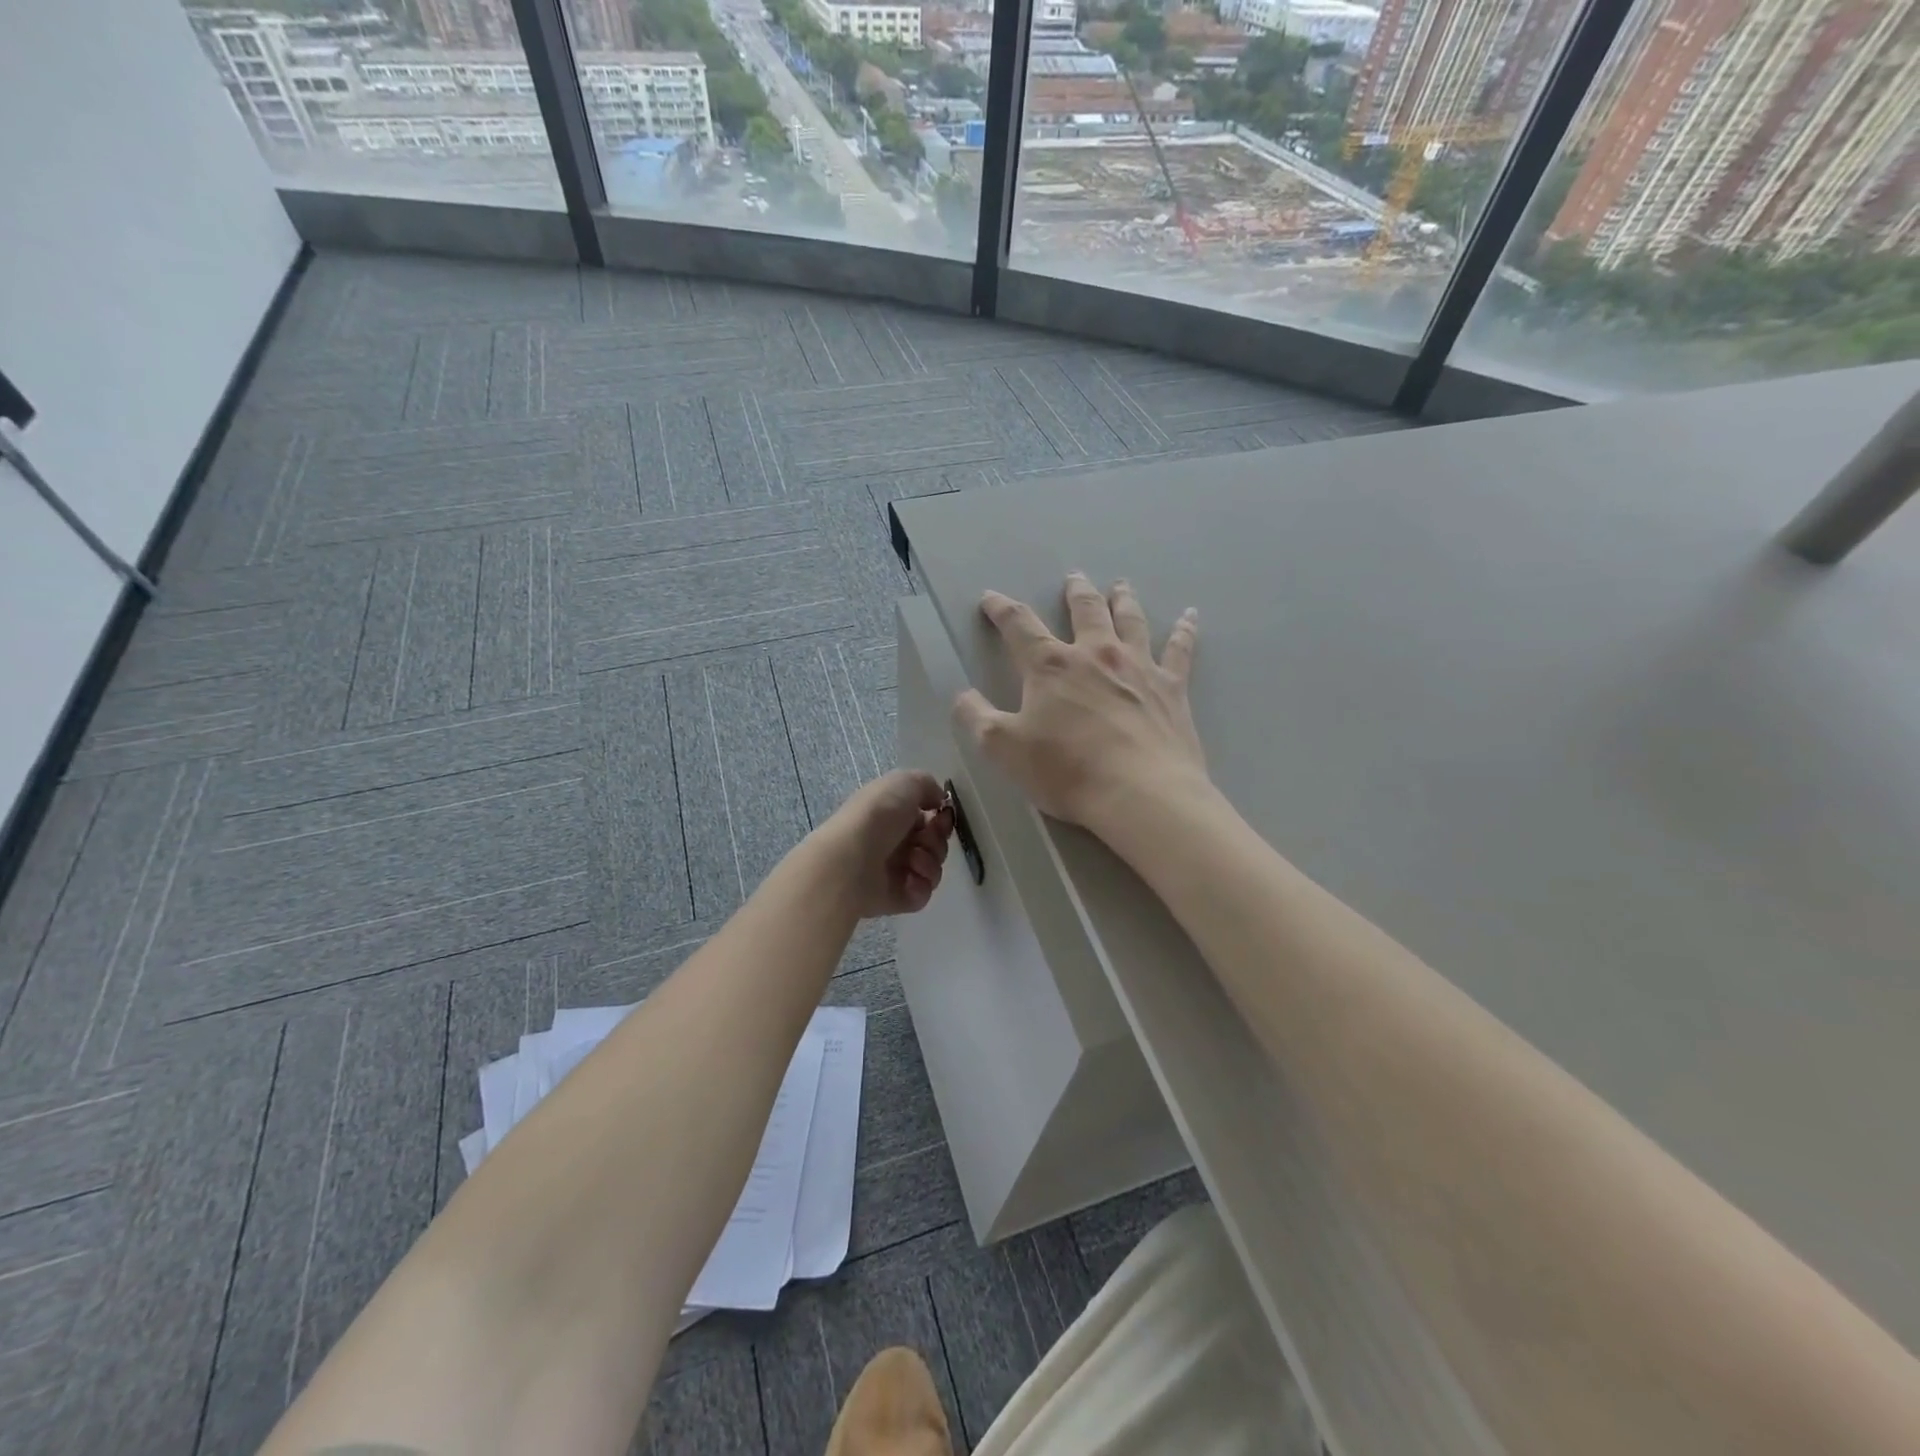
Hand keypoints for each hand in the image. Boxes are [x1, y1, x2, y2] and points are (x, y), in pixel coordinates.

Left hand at [818, 770, 954, 917]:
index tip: (942, 817)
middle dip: (936, 840)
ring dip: (930, 861)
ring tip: (912, 860)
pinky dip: (921, 885)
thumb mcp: (904, 782)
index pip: (929, 818)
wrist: (851, 859)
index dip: (941, 818)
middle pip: (935, 843)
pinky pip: (923, 893)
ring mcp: (895, 872)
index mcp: (893, 814)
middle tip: (922, 840)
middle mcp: (894, 842)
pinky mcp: (897, 898)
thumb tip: (938, 801)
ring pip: (933, 868)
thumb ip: (927, 785)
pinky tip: (908, 879)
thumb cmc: (877, 815)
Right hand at [953, 574, 1206, 835]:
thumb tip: (962, 695)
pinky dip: (1185, 630)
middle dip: (1075, 593)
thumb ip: (977, 718)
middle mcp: (1095, 654)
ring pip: (1130, 620)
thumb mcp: (1003, 749)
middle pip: (1085, 610)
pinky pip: (1180, 649)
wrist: (1141, 794)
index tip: (991, 598)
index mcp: (1051, 666)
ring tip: (1120, 585)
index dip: (1001, 609)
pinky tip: (1191, 616)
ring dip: (1123, 599)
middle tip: (1073, 578)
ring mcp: (1138, 667)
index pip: (1019, 625)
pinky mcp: (1172, 688)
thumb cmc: (1067, 771)